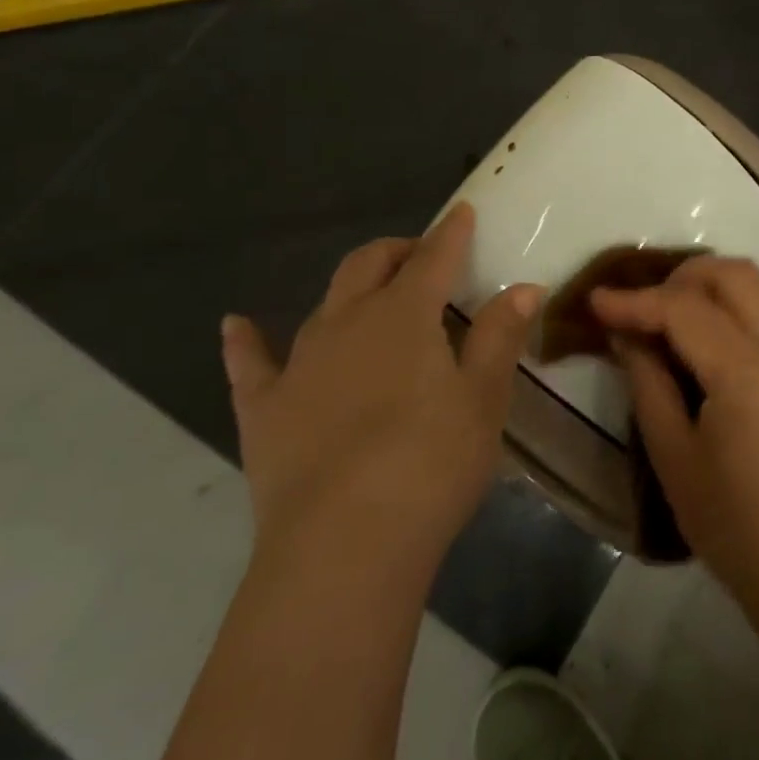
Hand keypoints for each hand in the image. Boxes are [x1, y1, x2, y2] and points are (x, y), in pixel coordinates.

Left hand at [221, 203, 540, 568]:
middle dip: (397, 251)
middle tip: (421, 258)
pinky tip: (235, 325)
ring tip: (370, 297)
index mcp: (404, 316)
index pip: (433, 258)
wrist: (343, 546)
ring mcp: (299, 364)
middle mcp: (347, 323)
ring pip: (323, 305)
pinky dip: (245, 341)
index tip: (462, 213)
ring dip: (350, 291)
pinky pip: (251, 365)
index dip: (451, 233)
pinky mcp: (264, 410)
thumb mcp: (483, 399)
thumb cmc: (430, 465)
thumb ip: (500, 336)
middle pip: (368, 265)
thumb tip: (524, 287)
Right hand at [592, 257, 758, 616]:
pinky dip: (751, 301)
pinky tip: (725, 330)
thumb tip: (626, 332)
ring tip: (683, 308)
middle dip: (683, 277)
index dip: (635, 301)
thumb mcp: (673, 456)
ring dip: (720, 282)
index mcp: (748, 373)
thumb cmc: (732, 524)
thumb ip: (647, 381)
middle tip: (647, 304)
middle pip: (734, 274)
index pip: (684, 310)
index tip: (597, 300)